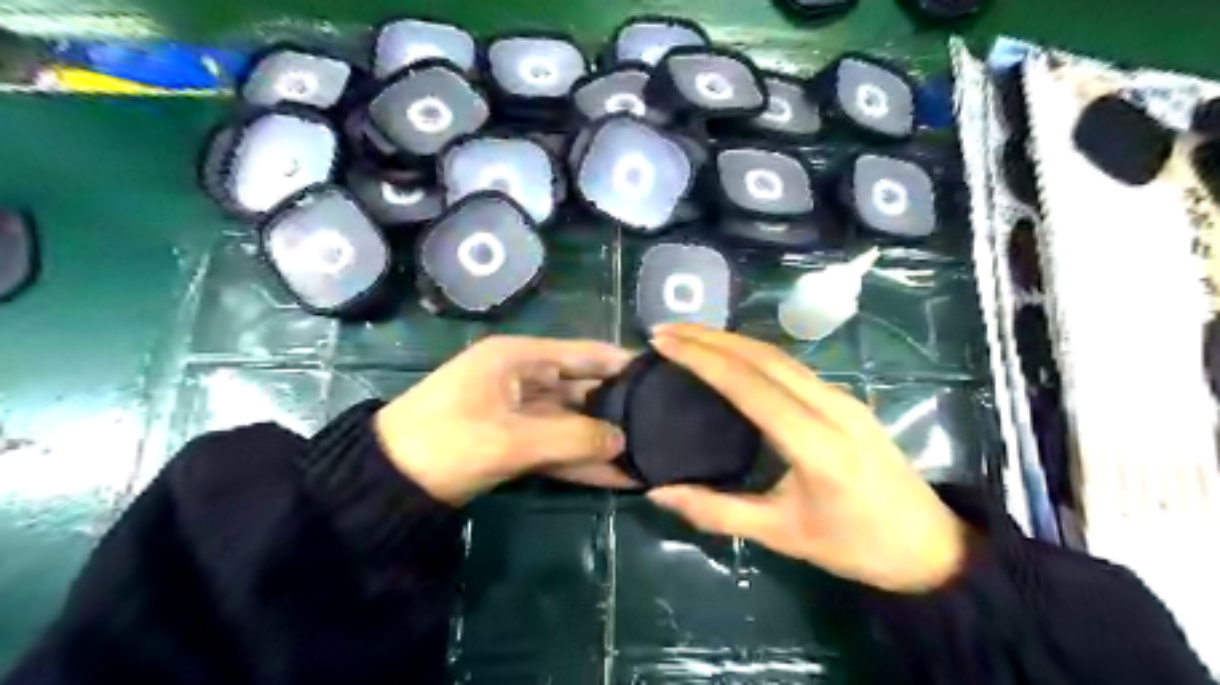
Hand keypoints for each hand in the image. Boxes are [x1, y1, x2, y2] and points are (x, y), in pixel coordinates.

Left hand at [375, 334, 639, 505]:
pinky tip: (616, 476)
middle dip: (617, 407)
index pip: (583, 353)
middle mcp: (523, 378)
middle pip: (582, 389)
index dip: (621, 363)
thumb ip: (572, 438)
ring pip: (572, 423)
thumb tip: (623, 441)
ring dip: (602, 440)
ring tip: (648, 454)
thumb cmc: (446, 443)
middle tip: (662, 421)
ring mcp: (520, 412)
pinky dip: (581, 461)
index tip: (660, 375)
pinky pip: (556, 447)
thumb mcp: (511, 440)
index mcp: (519, 358)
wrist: (388, 484)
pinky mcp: (515, 442)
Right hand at [643, 327, 966, 592]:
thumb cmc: (855, 545)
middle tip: (665, 331)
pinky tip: (729, 355)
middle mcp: (831, 407)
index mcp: (816, 445)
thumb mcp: (782, 535)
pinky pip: (791, 366)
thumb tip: (658, 493)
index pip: (749, 386)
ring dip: (731, 340)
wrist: (931, 544)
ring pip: (779, 355)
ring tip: (688, 337)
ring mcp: (842, 398)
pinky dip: (752, 353)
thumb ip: (717, 512)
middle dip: (710, 337)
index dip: (702, 360)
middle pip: (763, 357)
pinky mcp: (845, 398)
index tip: (664, 343)